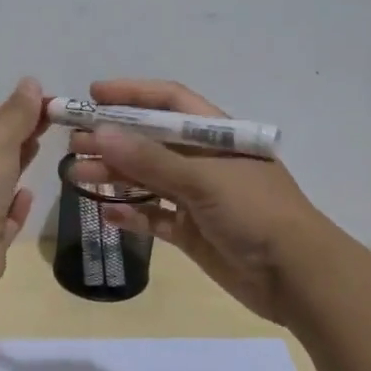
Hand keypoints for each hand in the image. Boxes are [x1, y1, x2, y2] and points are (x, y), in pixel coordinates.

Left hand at [0, 76, 47, 288]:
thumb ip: (17, 113)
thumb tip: (31, 83)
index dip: (14, 111)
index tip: (48, 104)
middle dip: (17, 138)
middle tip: (52, 124)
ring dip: (15, 169)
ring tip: (41, 151)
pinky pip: (1, 219)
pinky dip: (14, 206)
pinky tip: (28, 195)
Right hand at [66, 78, 327, 326]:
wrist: (297, 276)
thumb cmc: (255, 213)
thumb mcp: (203, 180)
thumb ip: (150, 159)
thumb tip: (99, 133)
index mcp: (216, 135)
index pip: (169, 102)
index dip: (132, 94)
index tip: (92, 96)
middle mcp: (204, 161)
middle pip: (151, 141)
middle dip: (113, 138)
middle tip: (73, 142)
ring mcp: (197, 198)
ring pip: (147, 178)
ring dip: (114, 174)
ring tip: (76, 174)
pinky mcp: (192, 232)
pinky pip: (153, 216)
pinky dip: (130, 212)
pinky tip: (104, 211)